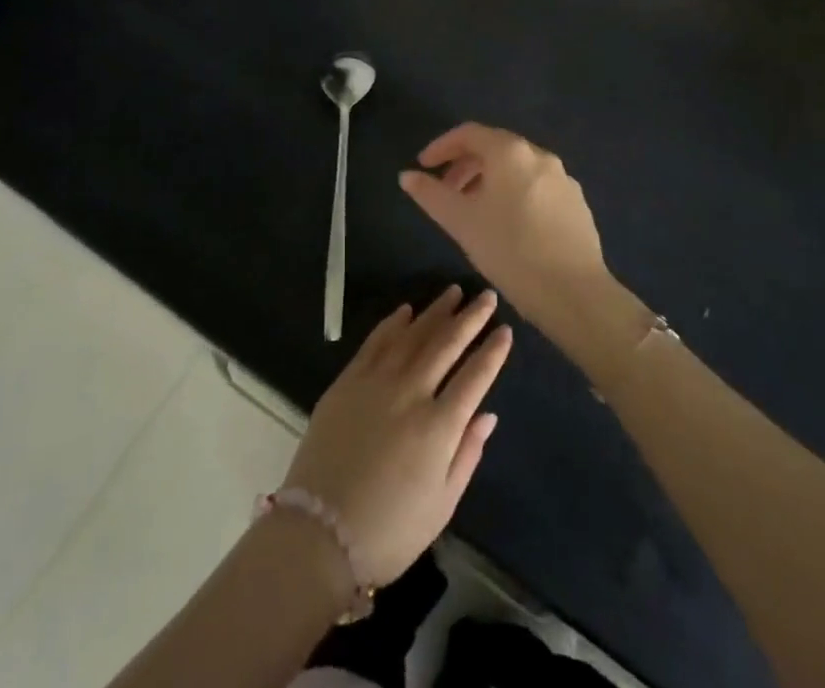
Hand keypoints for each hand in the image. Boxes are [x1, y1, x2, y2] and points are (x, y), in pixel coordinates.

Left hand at [282, 287, 510, 586]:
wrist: (319, 532)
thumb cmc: (390, 530)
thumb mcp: (442, 504)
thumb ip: (467, 454)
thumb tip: (488, 414)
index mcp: (438, 426)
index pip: (474, 377)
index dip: (492, 352)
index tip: (505, 331)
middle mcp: (410, 393)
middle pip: (446, 344)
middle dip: (470, 318)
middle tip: (487, 296)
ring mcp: (376, 381)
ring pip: (413, 334)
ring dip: (435, 311)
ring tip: (454, 292)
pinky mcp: (348, 380)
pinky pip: (375, 341)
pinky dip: (393, 323)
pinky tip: (407, 310)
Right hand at [398, 124, 610, 337]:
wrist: (574, 292)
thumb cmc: (509, 249)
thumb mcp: (460, 221)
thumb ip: (430, 194)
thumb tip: (406, 176)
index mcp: (510, 152)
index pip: (468, 133)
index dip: (441, 146)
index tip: (423, 166)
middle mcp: (539, 155)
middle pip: (494, 148)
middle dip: (465, 165)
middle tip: (445, 191)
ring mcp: (563, 179)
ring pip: (517, 168)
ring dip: (489, 180)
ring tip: (473, 210)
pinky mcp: (576, 203)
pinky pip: (537, 187)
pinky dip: (514, 194)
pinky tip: (508, 225)